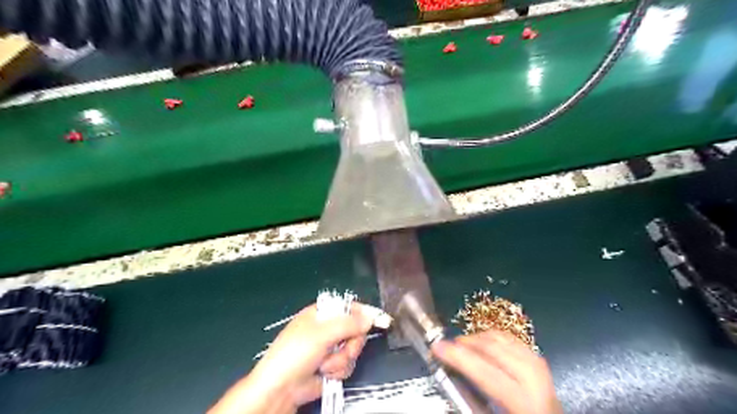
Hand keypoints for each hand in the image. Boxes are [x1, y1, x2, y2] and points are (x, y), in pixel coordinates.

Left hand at [211, 301, 376, 413]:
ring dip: (342, 359)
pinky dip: (338, 370)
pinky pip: (348, 364)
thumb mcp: (322, 333)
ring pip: (354, 349)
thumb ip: (349, 324)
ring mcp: (331, 348)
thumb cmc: (296, 353)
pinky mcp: (332, 365)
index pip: (350, 307)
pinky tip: (325, 373)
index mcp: (322, 313)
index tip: (380, 319)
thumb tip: (371, 317)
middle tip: (342, 348)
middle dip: (351, 342)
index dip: (365, 313)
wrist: (281, 389)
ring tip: (326, 364)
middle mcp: (328, 328)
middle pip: (356, 330)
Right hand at [434, 329, 558, 413]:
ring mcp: (538, 365)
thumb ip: (473, 401)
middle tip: (445, 345)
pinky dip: (491, 336)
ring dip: (477, 338)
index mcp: (524, 402)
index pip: (486, 373)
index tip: (436, 347)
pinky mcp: (538, 359)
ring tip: (460, 345)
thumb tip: (450, 374)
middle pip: (493, 348)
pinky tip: (481, 342)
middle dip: (465, 343)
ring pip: (501, 339)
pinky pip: (510, 339)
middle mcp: (534, 379)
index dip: (458, 358)